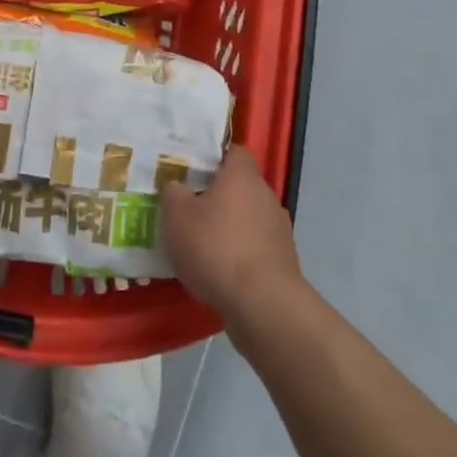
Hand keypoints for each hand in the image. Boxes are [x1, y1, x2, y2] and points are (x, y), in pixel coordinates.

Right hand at [160, 145, 302, 319]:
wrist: (262, 304)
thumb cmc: (215, 247)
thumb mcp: (176, 215)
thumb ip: (173, 193)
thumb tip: (178, 187)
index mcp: (242, 175)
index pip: (233, 152)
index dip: (212, 157)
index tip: (191, 169)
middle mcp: (265, 195)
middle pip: (239, 186)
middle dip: (216, 195)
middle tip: (188, 207)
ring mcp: (279, 229)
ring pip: (247, 218)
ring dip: (229, 227)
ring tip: (201, 244)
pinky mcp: (283, 261)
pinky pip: (255, 247)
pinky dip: (239, 253)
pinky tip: (219, 271)